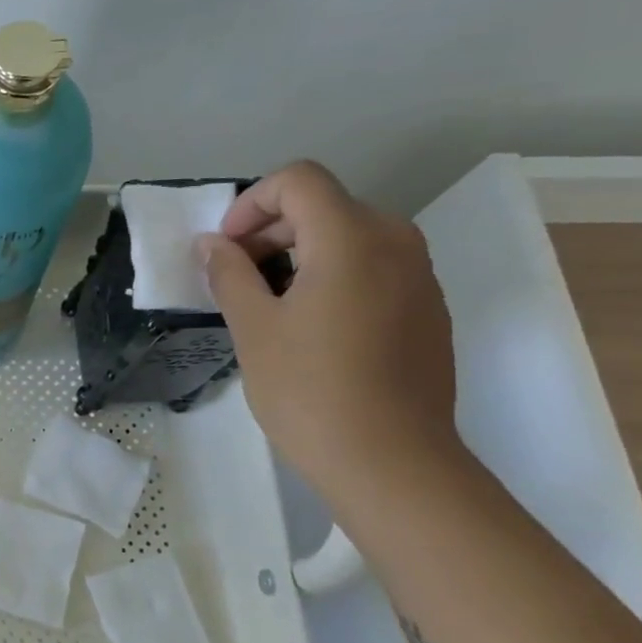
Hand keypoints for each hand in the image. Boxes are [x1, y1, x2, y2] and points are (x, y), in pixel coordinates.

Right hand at [198, 161, 459, 500]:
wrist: (391, 461)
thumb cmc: (310, 390)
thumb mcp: (253, 329)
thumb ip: (230, 274)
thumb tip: (213, 244)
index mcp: (351, 240)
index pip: (299, 181)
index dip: (251, 203)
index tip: (226, 248)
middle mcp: (395, 244)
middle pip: (326, 205)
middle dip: (271, 229)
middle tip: (236, 275)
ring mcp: (419, 277)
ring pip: (351, 235)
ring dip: (301, 252)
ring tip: (268, 302)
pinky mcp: (428, 309)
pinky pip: (374, 267)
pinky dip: (333, 274)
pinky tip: (310, 326)